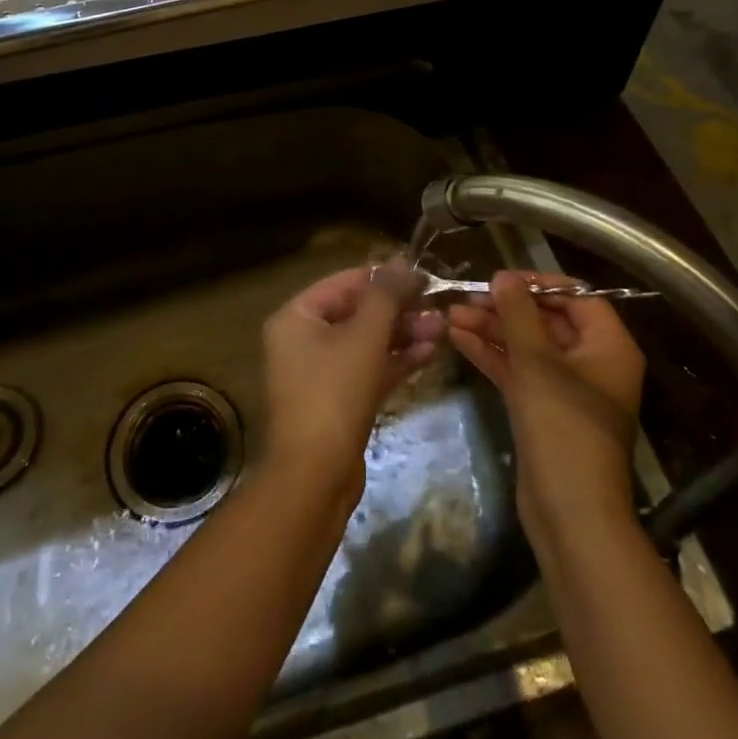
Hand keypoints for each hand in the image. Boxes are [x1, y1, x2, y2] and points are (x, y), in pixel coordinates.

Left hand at [259, 260, 439, 500]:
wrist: (314, 478)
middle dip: (398, 309)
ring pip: (366, 342)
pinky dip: (395, 360)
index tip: (423, 276)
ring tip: (441, 328)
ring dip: (402, 334)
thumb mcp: (364, 337)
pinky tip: (429, 352)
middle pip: (356, 312)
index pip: (344, 283)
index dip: (383, 278)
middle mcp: (302, 340)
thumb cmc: (333, 394)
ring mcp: (319, 372)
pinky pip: (368, 368)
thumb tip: (401, 261)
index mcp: (296, 317)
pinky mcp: (338, 400)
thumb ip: (385, 296)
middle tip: (437, 306)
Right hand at [447, 271, 644, 543]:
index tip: (499, 278)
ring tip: (450, 316)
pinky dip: (493, 356)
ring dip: (492, 331)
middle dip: (505, 309)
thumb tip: (503, 277)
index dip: (538, 284)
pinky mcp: (546, 411)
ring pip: (528, 347)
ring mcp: (568, 389)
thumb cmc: (563, 427)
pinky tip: (458, 340)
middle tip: (466, 298)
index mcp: (609, 346)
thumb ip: (518, 314)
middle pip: (547, 321)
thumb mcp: (537, 362)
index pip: (576, 297)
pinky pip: (519, 372)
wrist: (570, 512)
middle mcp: (593, 363)